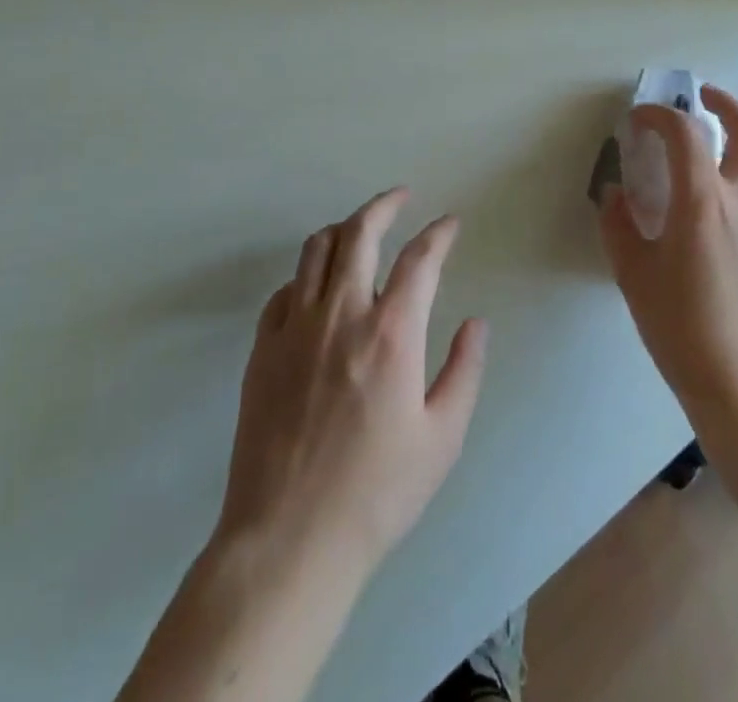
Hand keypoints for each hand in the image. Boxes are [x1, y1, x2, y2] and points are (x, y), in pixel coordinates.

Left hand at [214, 189, 487, 591]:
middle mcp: (341, 314)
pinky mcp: (262, 349)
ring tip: (360, 231)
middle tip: (401, 197)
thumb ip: (464, 371)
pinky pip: (285, 290)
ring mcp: (295, 328)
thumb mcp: (441, 438)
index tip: (450, 223)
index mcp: (391, 333)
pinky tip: (318, 289)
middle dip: (384, 205)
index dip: (439, 233)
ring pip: (316, 250)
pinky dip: (307, 275)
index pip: (420, 258)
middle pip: (359, 232)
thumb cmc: (376, 493)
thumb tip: (475, 323)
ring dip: (343, 230)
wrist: (288, 541)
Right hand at [600, 86, 737, 433]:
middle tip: (699, 98)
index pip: (685, 132)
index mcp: (702, 203)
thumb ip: (619, 225)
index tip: (640, 120)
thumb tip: (616, 194)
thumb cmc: (680, 328)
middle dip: (721, 101)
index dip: (659, 115)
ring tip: (728, 138)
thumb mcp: (633, 275)